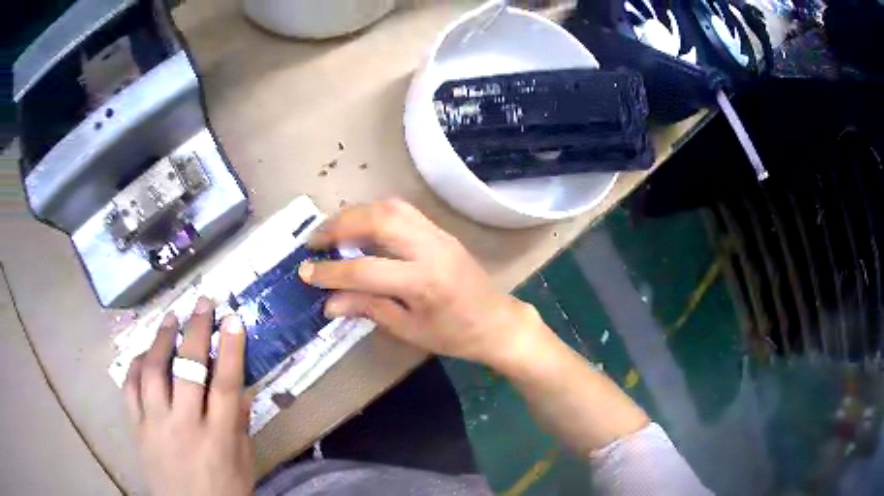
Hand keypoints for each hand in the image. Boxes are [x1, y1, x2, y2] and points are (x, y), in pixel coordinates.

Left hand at [124, 297, 253, 495]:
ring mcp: (156, 425)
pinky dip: (136, 365)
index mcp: (218, 439)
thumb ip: (239, 424)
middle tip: (202, 303)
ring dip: (162, 339)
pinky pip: (131, 388)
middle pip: (188, 369)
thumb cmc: (225, 492)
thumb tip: (241, 387)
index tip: (233, 319)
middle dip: (196, 331)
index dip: (230, 349)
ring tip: (170, 318)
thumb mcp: (243, 463)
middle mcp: (185, 426)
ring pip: (154, 371)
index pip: (226, 385)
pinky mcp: (137, 427)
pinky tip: (144, 352)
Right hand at [299, 199, 546, 369]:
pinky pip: (403, 210)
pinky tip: (361, 227)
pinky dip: (375, 213)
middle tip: (315, 241)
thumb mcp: (409, 330)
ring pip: (390, 207)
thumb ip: (368, 309)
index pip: (364, 270)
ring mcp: (438, 234)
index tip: (305, 272)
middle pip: (377, 221)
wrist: (498, 322)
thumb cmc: (455, 335)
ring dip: (356, 213)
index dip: (330, 272)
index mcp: (423, 282)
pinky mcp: (441, 231)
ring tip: (333, 230)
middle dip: (339, 226)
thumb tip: (329, 302)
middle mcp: (431, 248)